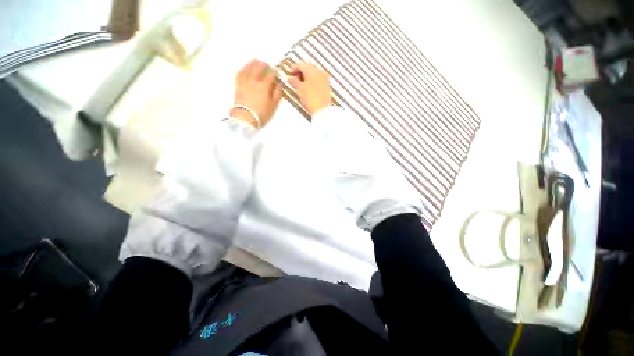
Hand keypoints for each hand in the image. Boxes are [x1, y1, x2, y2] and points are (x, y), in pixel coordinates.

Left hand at [232, 59, 281, 127]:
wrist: (245, 118)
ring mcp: (244, 82)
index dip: (274, 71)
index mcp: (264, 86)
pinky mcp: (237, 85)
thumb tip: (280, 85)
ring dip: (252, 63)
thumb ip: (277, 94)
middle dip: (264, 65)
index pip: (270, 74)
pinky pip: (240, 73)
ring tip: (255, 60)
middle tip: (267, 64)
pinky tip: (245, 68)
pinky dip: (243, 69)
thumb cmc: (261, 113)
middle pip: (258, 68)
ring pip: (248, 68)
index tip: (277, 69)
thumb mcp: (273, 105)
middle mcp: (253, 80)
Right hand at [288, 62, 331, 116]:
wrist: (322, 110)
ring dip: (306, 76)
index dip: (293, 68)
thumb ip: (294, 81)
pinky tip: (308, 86)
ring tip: (300, 83)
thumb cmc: (310, 98)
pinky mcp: (327, 85)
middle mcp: (319, 71)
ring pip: (314, 73)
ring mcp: (324, 78)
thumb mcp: (299, 89)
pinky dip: (312, 80)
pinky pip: (318, 78)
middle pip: (308, 67)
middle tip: (294, 78)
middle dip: (300, 71)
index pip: (301, 64)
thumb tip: (290, 78)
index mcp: (311, 70)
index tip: (289, 73)